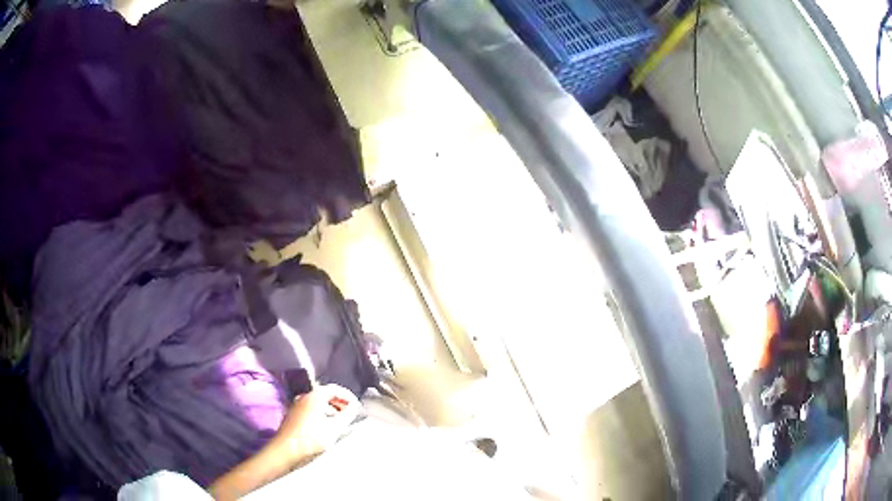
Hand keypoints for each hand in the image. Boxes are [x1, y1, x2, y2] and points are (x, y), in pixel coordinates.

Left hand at [273, 384, 359, 462]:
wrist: (285, 449)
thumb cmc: (310, 439)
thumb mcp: (334, 428)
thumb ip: (347, 416)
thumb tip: (354, 408)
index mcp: (314, 397)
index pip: (335, 388)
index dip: (348, 396)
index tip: (357, 405)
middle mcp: (304, 397)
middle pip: (325, 394)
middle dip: (340, 402)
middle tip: (350, 412)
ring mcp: (297, 405)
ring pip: (317, 402)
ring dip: (331, 408)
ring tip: (341, 420)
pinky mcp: (293, 415)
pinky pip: (311, 409)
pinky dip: (321, 413)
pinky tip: (326, 426)